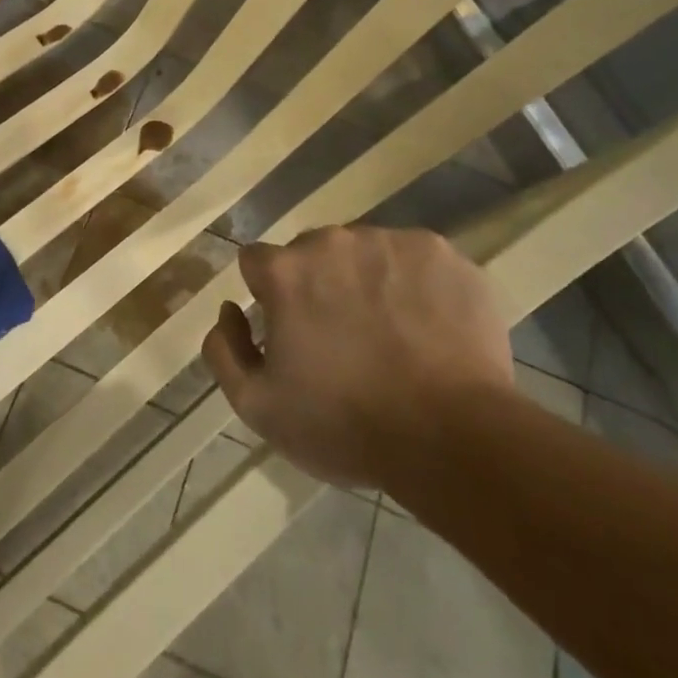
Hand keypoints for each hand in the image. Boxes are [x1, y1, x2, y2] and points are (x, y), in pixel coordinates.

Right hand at [200, 224, 513, 491]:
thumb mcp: (259, 407)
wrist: (452, 437)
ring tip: (392, 336)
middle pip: (312, 253)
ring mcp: (390, 241)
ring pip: (364, 253)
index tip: (290, 331)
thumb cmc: (346, 424)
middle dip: (318, 285)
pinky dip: (414, 285)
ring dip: (366, 282)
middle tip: (344, 338)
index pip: (257, 262)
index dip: (268, 296)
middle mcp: (333, 241)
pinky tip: (429, 329)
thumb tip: (228, 310)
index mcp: (286, 270)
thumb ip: (224, 350)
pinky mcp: (440, 253)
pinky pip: (414, 260)